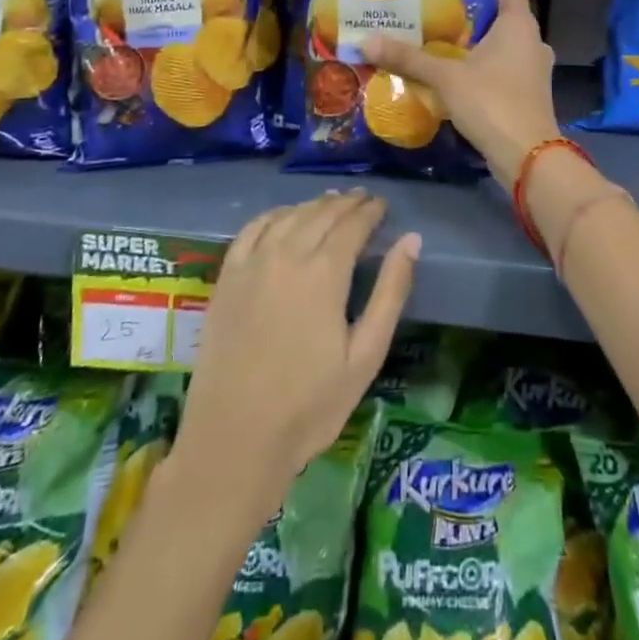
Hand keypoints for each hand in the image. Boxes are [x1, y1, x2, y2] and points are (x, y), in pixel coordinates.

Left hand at [173, 190, 419, 512]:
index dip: (370, 211)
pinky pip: (252, 229)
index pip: (352, 224)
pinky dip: (274, 215)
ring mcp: (252, 263)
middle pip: (321, 214)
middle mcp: (287, 254)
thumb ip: (390, 292)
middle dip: (346, 204)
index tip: (382, 205)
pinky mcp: (227, 277)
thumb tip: (411, 240)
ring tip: (331, 204)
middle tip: (363, 200)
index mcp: (324, 272)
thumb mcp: (365, 355)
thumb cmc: (309, 405)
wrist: (234, 439)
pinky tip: (284, 217)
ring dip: (314, 205)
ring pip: (289, 215)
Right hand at [363, 0, 561, 183]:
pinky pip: (506, 69)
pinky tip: (459, 75)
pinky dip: (486, 67)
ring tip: (443, 42)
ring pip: (505, 45)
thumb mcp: (445, 77)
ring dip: (479, 44)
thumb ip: (409, 58)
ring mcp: (535, 69)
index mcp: (519, 24)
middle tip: (438, 10)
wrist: (527, 156)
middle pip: (503, 16)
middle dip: (473, 14)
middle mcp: (533, 40)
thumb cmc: (491, 102)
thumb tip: (366, 41)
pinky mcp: (530, 94)